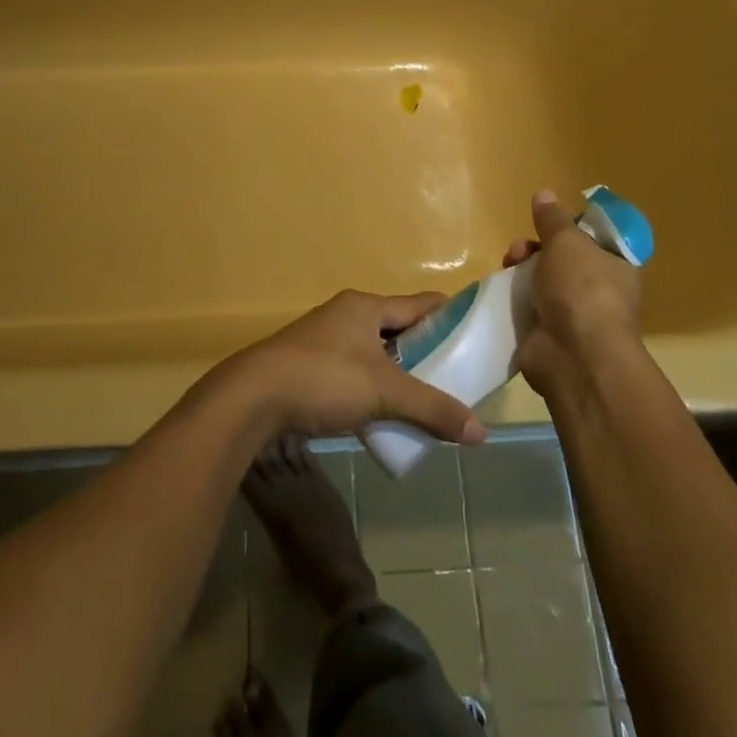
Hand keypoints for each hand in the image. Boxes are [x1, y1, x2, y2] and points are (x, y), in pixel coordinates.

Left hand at [223, 290, 487, 444]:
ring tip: (428, 399)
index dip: (450, 316)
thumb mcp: (384, 392)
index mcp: (365, 306)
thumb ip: (432, 409)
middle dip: (426, 351)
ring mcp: (325, 341)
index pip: (420, 304)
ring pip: (375, 352)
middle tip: (459, 376)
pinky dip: (374, 388)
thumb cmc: (324, 379)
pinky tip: (387, 413)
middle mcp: (346, 315)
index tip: (479, 333)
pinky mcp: (310, 367)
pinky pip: (355, 372)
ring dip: (399, 373)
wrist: (253, 398)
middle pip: (398, 328)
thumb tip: (482, 432)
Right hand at [505, 189, 643, 399]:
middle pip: (563, 260)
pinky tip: (501, 291)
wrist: (574, 355)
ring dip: (521, 271)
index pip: (596, 241)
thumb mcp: (566, 241)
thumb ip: (553, 218)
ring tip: (507, 266)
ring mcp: (574, 316)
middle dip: (537, 248)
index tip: (548, 223)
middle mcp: (599, 292)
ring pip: (542, 282)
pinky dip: (514, 299)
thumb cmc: (581, 288)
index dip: (571, 229)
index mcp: (617, 267)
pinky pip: (529, 308)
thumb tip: (544, 193)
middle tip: (520, 249)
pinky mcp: (549, 335)